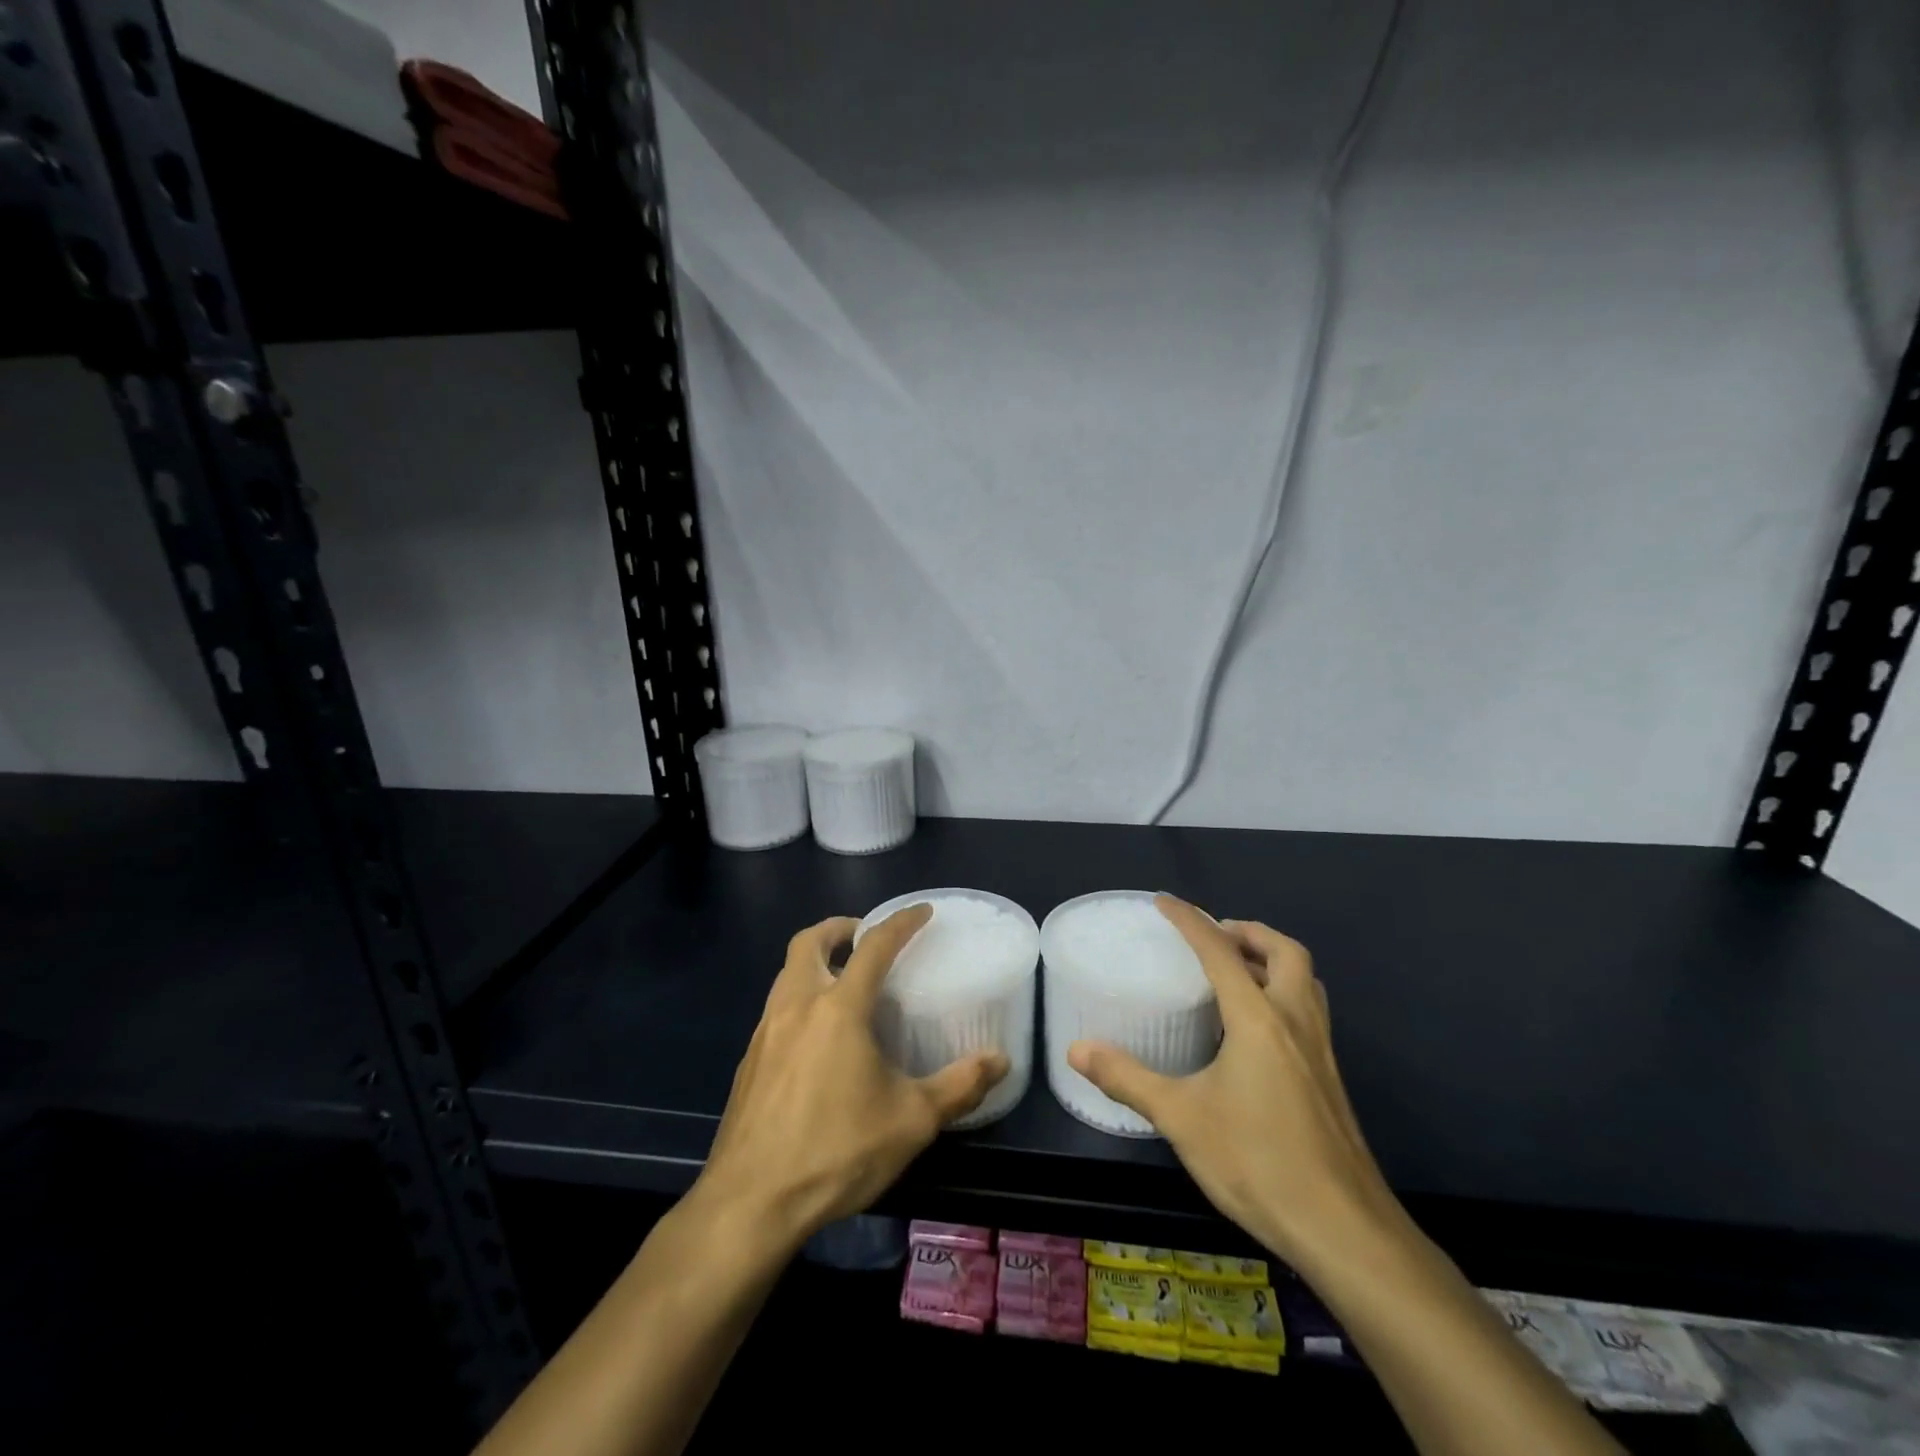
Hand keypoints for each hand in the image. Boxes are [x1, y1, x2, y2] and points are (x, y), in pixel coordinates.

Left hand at [694, 905, 1008, 1253]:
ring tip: (842, 983)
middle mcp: (797, 1007)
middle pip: (808, 942)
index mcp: (838, 1009)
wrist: (750, 1203)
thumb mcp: (911, 1121)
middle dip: (837, 929)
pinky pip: (775, 1010)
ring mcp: (765, 1033)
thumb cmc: (836, 1151)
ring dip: (813, 962)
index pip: (873, 946)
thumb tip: (1000, 1060)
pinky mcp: (748, 1061)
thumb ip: (959, 1086)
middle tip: (862, 936)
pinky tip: (814, 1039)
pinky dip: (798, 999)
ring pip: (786, 974)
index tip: (921, 912)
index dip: (900, 923)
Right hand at [1067, 895, 1396, 1273]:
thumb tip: (1077, 1049)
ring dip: (1273, 960)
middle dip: (1250, 932)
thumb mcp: (1182, 1118)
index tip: (1165, 902)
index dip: (1190, 920)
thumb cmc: (1258, 1163)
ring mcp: (1320, 1051)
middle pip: (1285, 952)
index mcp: (1258, 1019)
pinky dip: (1283, 993)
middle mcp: (1295, 1022)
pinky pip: (1309, 1011)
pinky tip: (1256, 1031)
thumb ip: (1128, 1079)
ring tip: (1237, 971)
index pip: (1220, 951)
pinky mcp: (1330, 1080)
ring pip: (1306, 981)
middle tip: (1215, 936)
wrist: (1346, 1231)